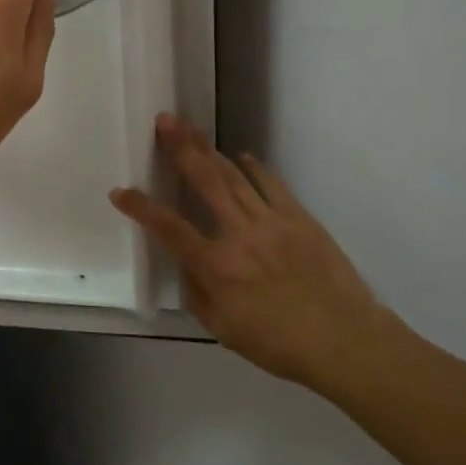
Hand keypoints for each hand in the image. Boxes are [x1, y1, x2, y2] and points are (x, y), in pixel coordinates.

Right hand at [111, 115, 402, 388]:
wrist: (345, 340)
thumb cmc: (279, 344)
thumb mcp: (224, 330)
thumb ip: (197, 294)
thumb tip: (187, 266)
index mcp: (216, 266)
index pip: (169, 228)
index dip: (141, 208)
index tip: (120, 191)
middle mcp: (239, 234)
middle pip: (204, 182)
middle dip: (181, 149)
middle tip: (165, 121)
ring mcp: (272, 221)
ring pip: (234, 177)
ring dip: (210, 150)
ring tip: (191, 129)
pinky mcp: (299, 218)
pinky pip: (272, 184)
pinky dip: (254, 167)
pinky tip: (241, 156)